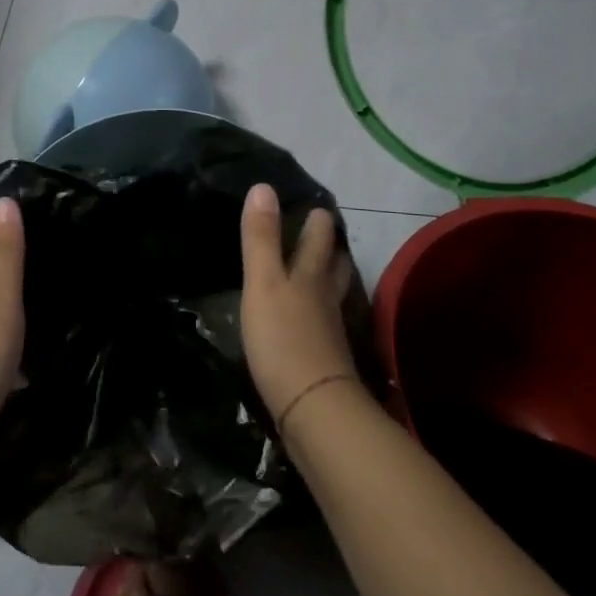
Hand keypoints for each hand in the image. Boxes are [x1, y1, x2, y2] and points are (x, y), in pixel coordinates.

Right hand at [238, 183, 359, 431]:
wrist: (312, 409)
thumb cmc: (283, 339)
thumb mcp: (263, 283)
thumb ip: (261, 238)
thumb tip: (263, 187)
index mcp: (310, 276)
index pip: (319, 240)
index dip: (318, 222)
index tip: (318, 206)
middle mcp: (326, 299)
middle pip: (334, 267)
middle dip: (330, 248)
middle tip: (324, 233)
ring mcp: (329, 331)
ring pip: (333, 295)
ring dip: (330, 278)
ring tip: (323, 270)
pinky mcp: (325, 360)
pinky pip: (325, 324)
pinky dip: (321, 313)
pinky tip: (311, 320)